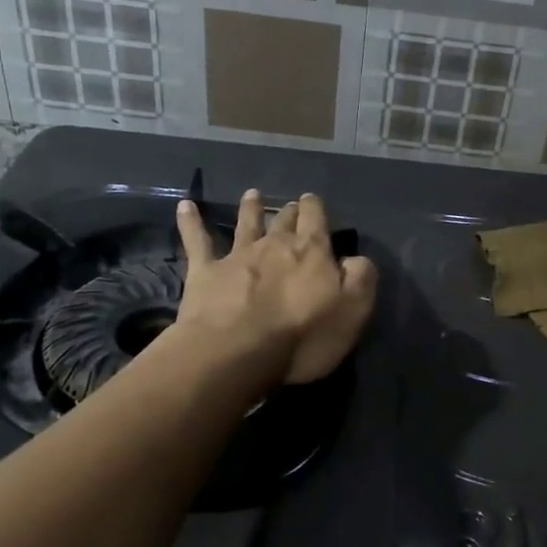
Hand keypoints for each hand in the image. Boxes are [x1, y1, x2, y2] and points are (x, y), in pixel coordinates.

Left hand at [173, 189, 377, 386]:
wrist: (237, 351)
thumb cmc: (303, 335)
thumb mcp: (354, 309)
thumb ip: (361, 277)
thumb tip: (355, 259)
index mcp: (312, 251)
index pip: (316, 220)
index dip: (316, 210)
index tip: (314, 203)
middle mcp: (275, 245)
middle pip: (284, 220)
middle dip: (289, 211)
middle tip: (291, 205)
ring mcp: (238, 256)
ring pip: (246, 224)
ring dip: (250, 208)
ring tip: (252, 194)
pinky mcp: (205, 272)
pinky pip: (196, 241)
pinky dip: (190, 222)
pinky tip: (185, 206)